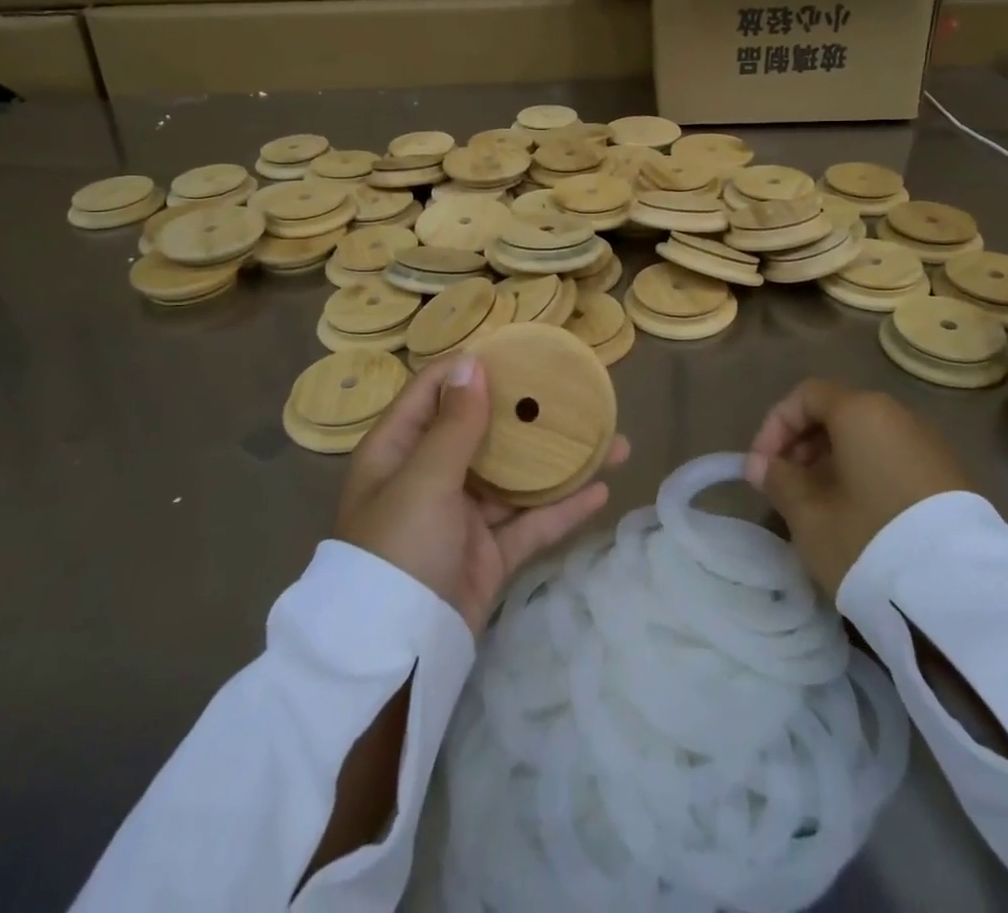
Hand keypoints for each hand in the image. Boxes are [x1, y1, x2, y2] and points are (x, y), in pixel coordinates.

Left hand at [336, 354, 628, 633]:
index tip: (520, 352)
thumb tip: (473, 362)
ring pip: (517, 478)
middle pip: (485, 431)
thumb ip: (455, 424)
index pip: (436, 391)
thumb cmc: (399, 548)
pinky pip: (530, 523)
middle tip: (575, 393)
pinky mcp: (489, 554)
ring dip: (559, 461)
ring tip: (611, 441)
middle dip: (530, 413)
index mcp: (400, 450)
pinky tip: (600, 491)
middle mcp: (431, 475)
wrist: (397, 656)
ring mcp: (463, 516)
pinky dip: (562, 509)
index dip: (473, 368)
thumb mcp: (424, 479)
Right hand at [744, 378, 972, 597]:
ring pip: (866, 439)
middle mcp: (897, 415)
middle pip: (838, 413)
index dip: (775, 426)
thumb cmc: (867, 538)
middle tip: (786, 486)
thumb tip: (761, 465)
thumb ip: (778, 481)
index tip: (761, 466)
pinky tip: (856, 517)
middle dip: (803, 445)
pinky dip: (865, 475)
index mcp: (860, 410)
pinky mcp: (951, 479)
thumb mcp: (808, 514)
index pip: (806, 395)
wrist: (961, 595)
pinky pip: (893, 460)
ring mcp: (929, 445)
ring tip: (817, 505)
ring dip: (833, 463)